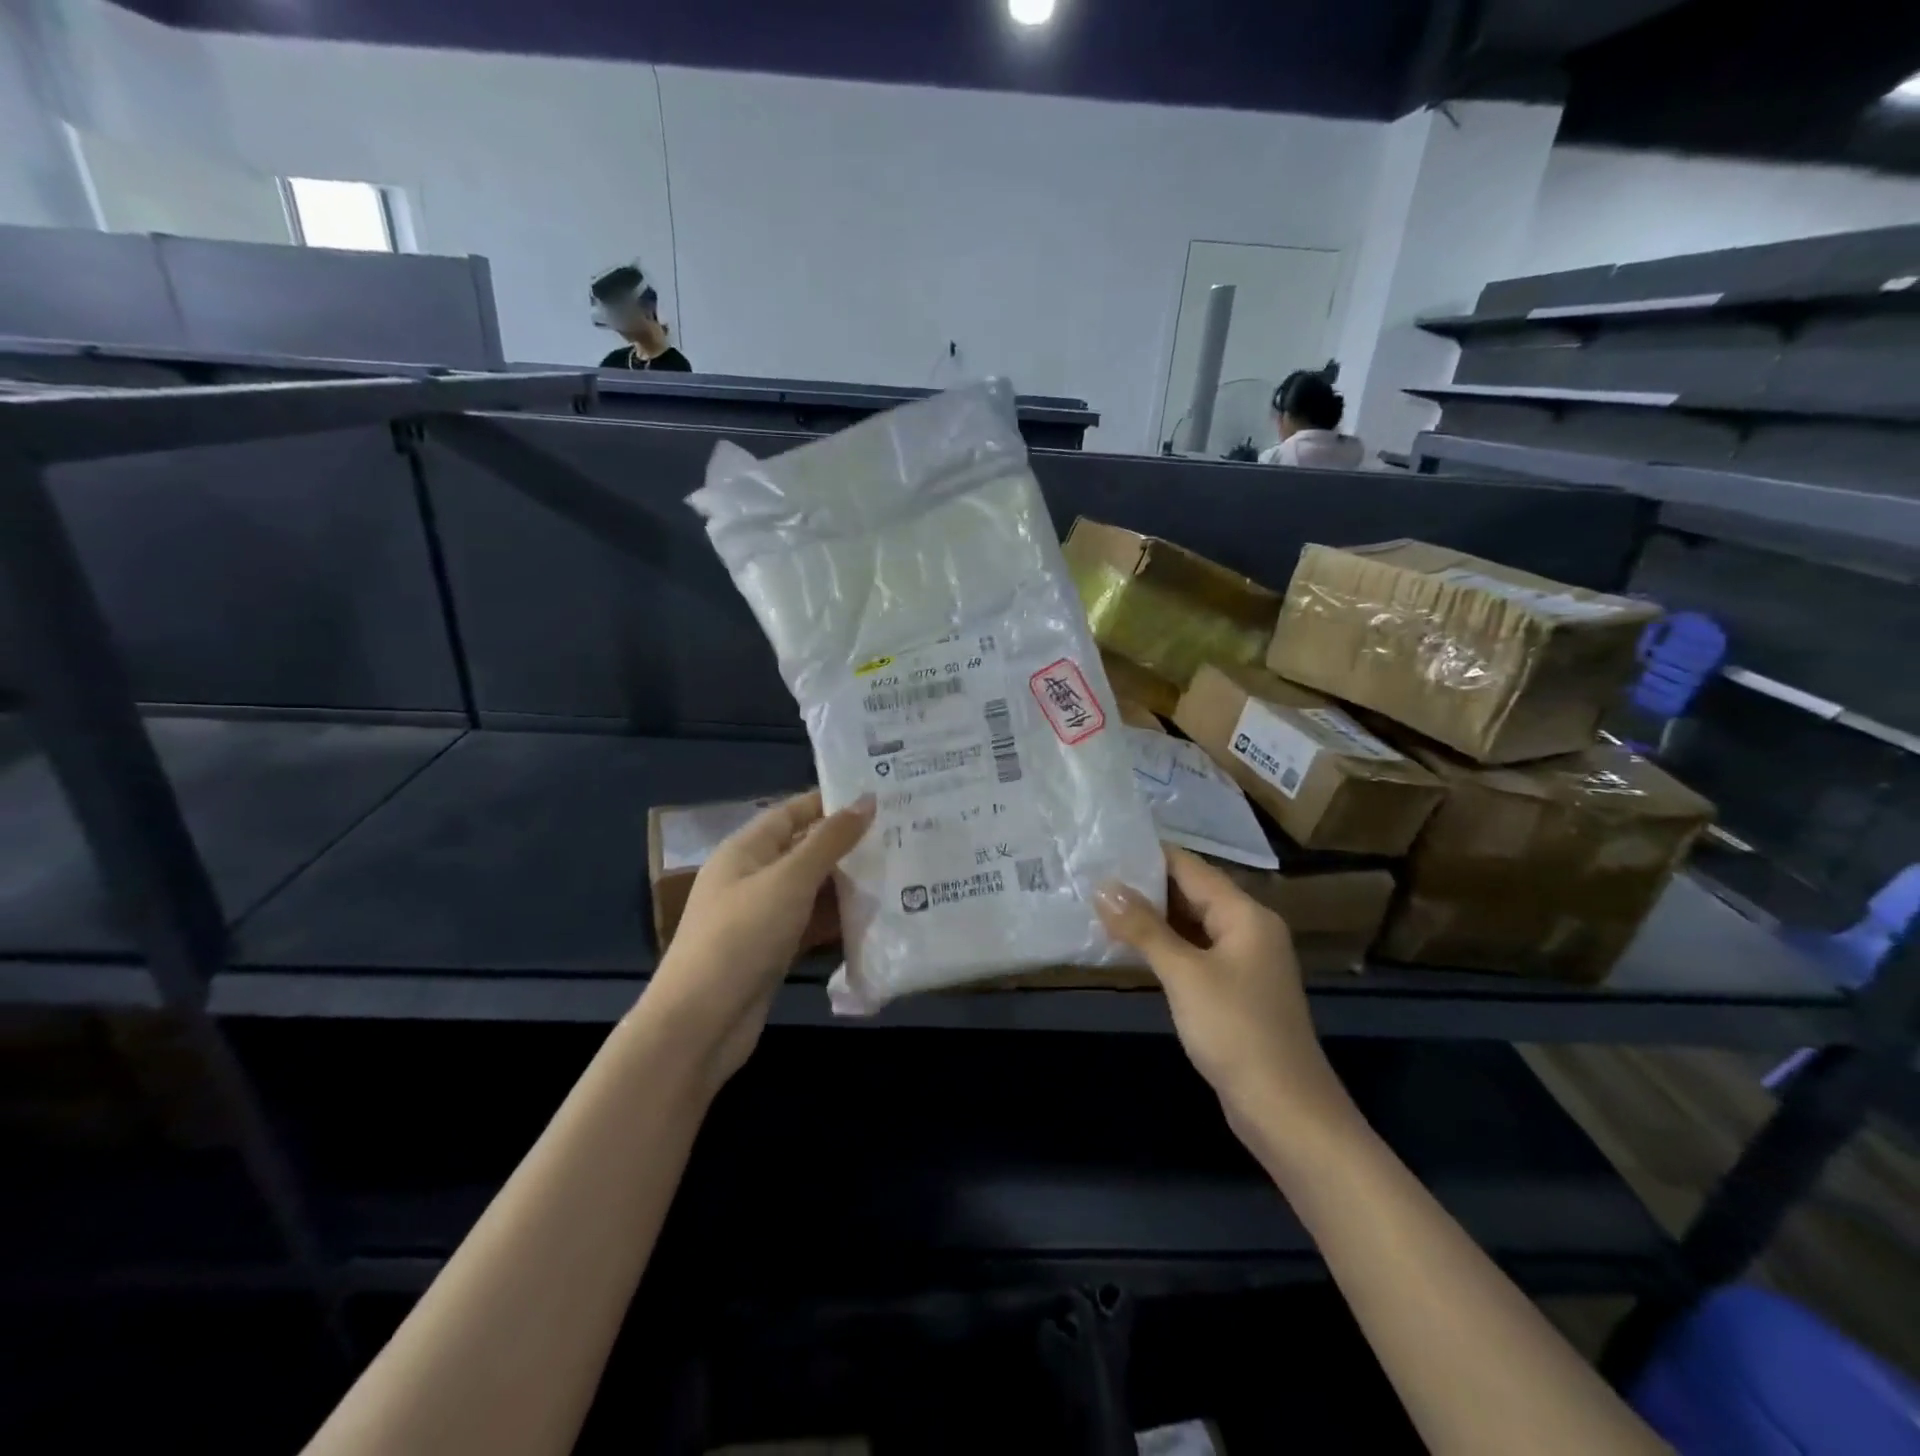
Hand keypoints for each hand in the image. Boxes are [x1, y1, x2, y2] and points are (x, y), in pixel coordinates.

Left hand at [642, 790, 873, 1087]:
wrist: (701, 1023)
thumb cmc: (742, 936)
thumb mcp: (790, 879)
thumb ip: (830, 840)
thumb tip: (867, 800)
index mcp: (745, 849)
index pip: (792, 811)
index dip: (831, 802)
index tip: (879, 796)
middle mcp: (752, 877)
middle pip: (804, 850)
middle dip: (847, 843)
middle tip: (900, 833)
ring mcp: (762, 916)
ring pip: (812, 889)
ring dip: (848, 882)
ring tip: (900, 870)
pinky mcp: (773, 950)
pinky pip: (811, 923)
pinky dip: (838, 919)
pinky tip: (876, 916)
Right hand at [1095, 846, 1356, 1155]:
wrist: (1286, 1111)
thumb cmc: (1236, 1031)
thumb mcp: (1184, 974)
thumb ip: (1143, 928)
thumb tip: (1103, 886)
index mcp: (1245, 914)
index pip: (1190, 867)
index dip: (1148, 855)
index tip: (1103, 847)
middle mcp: (1248, 929)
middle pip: (1191, 893)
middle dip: (1144, 886)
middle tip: (1092, 876)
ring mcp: (1243, 962)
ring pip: (1191, 924)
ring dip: (1151, 917)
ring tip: (1100, 905)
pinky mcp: (1234, 990)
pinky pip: (1194, 953)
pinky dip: (1164, 946)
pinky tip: (1129, 947)